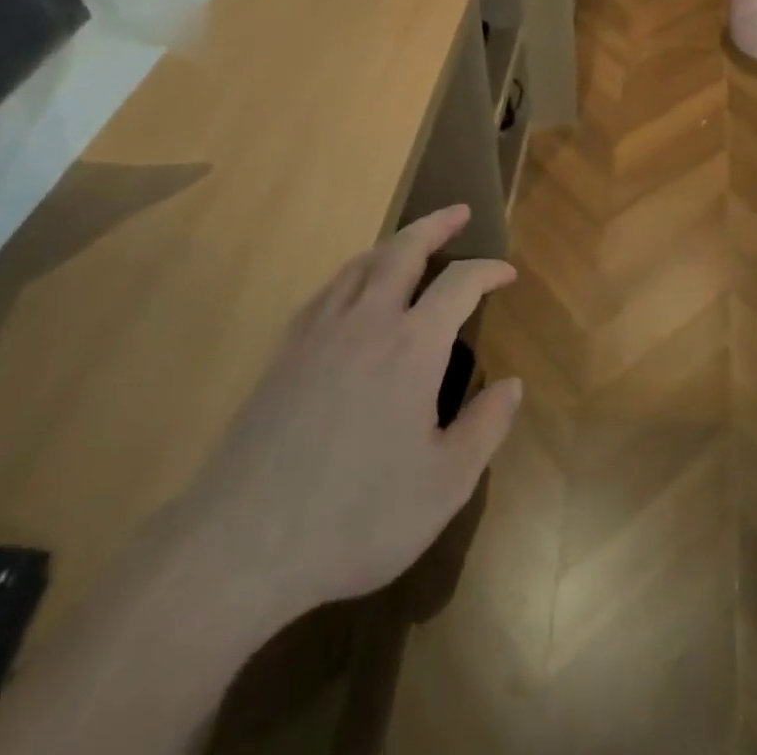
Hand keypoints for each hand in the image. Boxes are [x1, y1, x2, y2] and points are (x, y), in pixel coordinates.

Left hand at [177, 205, 521, 636]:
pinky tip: (352, 291)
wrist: (243, 545)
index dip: (487, 270)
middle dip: (435, 226)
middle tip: (458, 212)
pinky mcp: (283, 353)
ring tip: (410, 242)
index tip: (507, 272)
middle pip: (403, 251)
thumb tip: (513, 385)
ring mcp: (318, 333)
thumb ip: (485, 428)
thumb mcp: (444, 485)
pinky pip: (326, 292)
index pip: (459, 284)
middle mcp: (367, 322)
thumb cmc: (357, 517)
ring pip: (360, 265)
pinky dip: (352, 274)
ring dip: (392, 244)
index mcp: (413, 346)